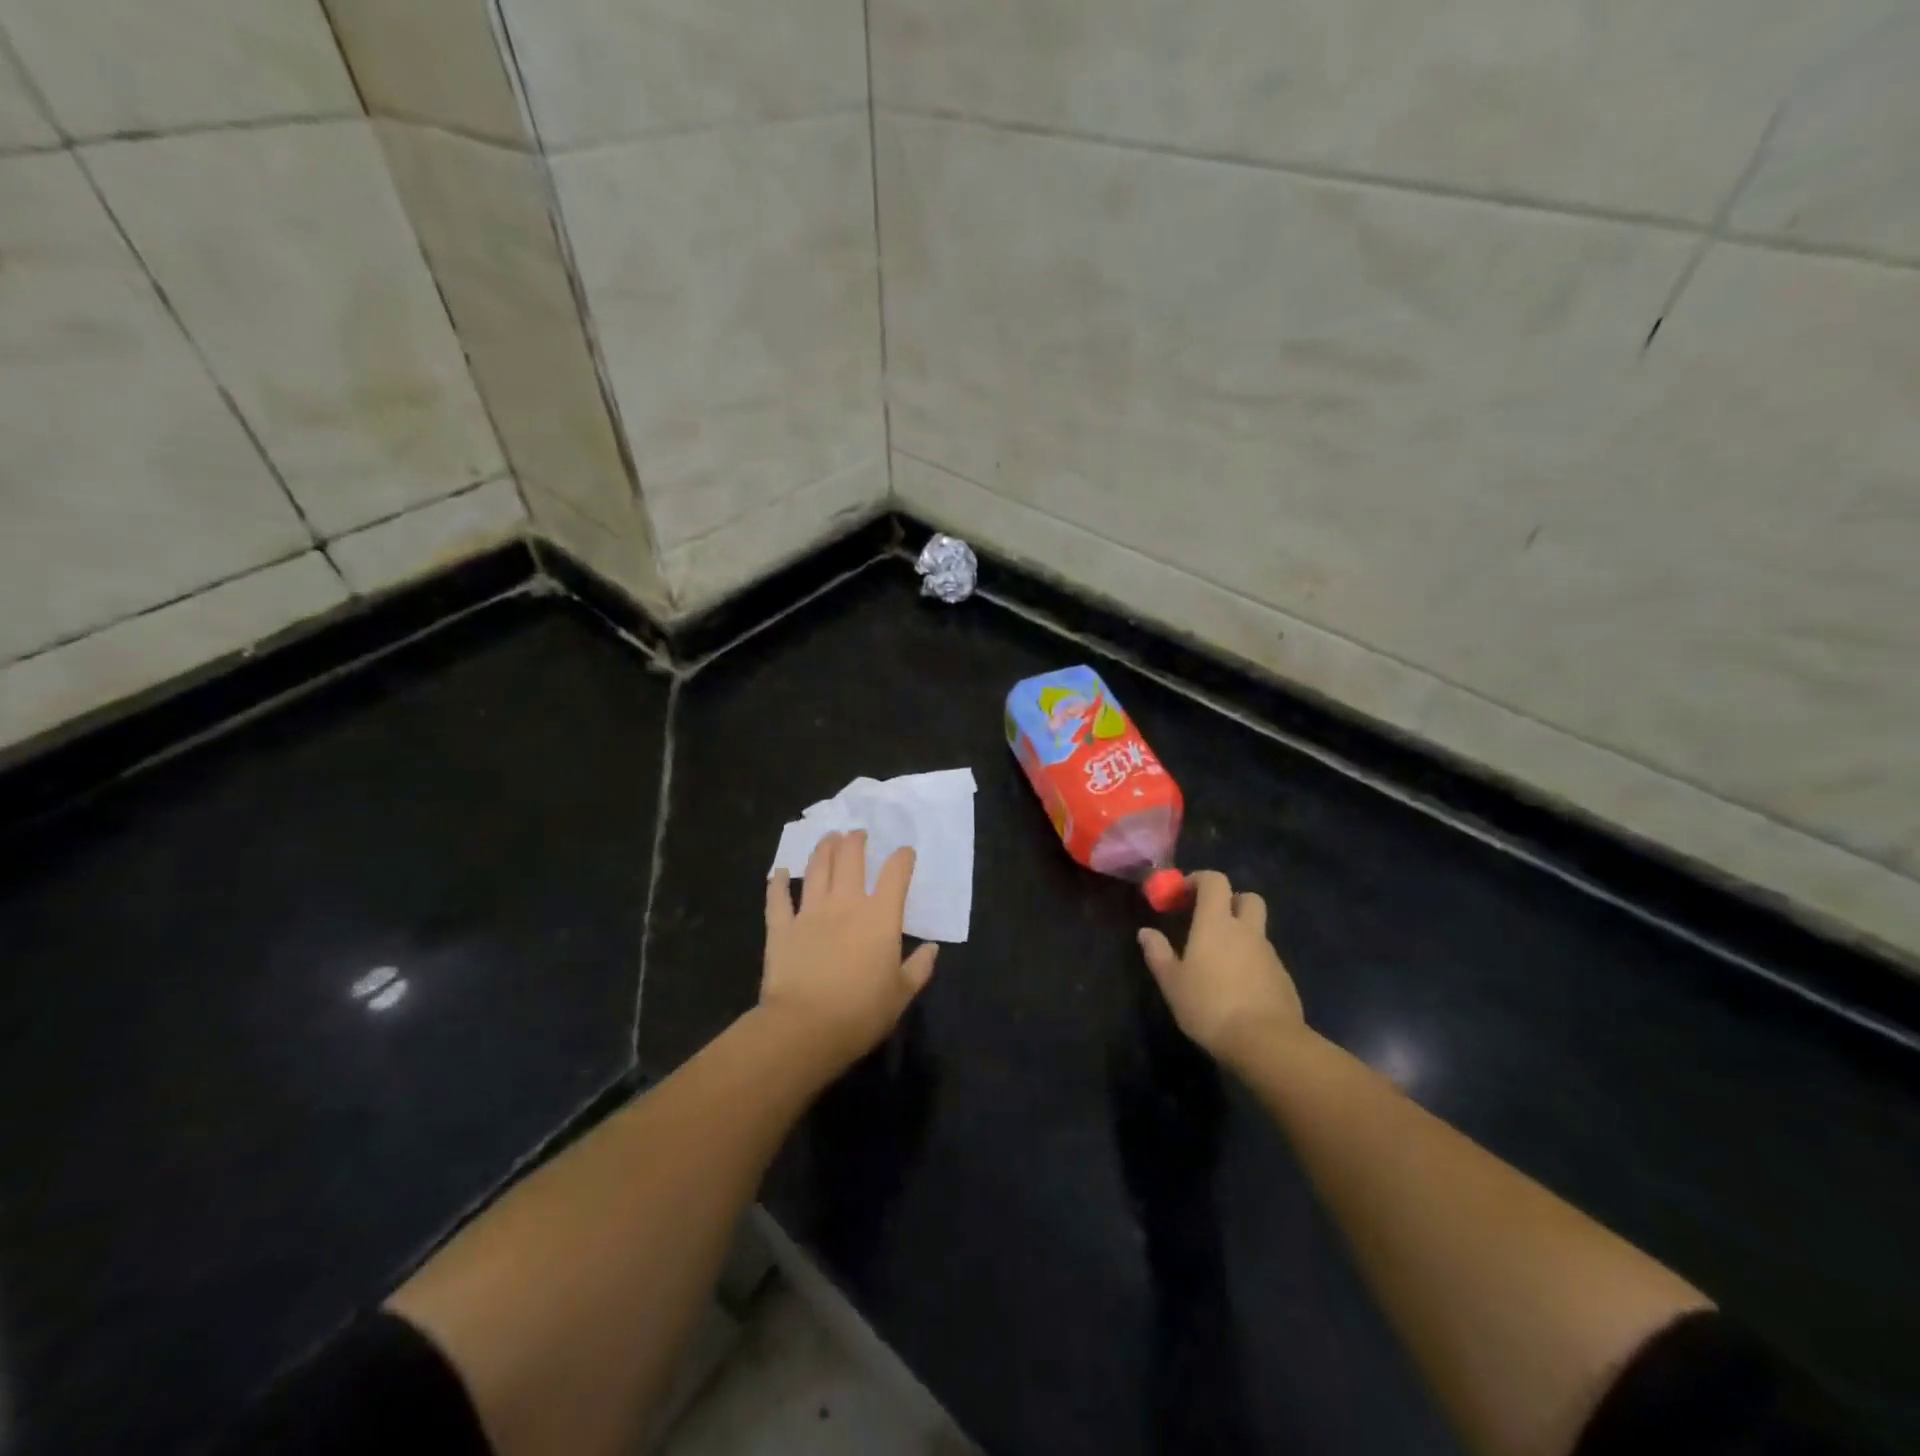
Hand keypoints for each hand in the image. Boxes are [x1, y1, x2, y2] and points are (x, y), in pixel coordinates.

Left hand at [762, 830, 937, 1070]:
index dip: (902, 859)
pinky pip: (778, 899)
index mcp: (880, 917)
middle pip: (850, 859)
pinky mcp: (781, 927)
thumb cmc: (861, 1012)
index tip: (905, 853)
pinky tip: (778, 872)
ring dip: (823, 849)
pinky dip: (777, 883)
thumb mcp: (901, 994)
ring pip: (816, 869)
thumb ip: (919, 968)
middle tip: (857, 834)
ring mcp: (810, 912)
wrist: (805, 1028)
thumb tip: (932, 948)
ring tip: (828, 838)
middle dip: (855, 841)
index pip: (895, 875)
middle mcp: (845, 904)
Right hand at [1137, 870, 1303, 1064]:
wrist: (1266, 1042)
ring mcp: (1269, 954)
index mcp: (1216, 923)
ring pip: (1257, 929)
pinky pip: (1265, 957)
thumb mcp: (1172, 982)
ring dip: (1240, 934)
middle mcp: (1246, 930)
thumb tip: (1146, 932)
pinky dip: (1251, 961)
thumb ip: (1158, 953)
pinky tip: (1238, 986)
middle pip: (1246, 897)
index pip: (1215, 881)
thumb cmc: (1210, 1006)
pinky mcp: (1283, 978)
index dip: (1199, 880)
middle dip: (1229, 901)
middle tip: (1209, 919)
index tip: (1182, 894)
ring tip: (1219, 960)